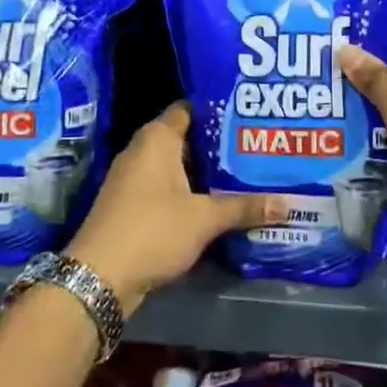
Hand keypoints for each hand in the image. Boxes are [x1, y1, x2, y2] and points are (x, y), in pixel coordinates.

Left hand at [68, 102, 285, 313]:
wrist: (99, 277)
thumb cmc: (152, 230)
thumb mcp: (204, 219)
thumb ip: (244, 207)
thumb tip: (287, 204)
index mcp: (157, 138)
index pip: (191, 108)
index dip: (219, 110)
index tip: (250, 115)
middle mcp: (143, 151)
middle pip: (188, 138)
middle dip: (220, 145)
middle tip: (258, 146)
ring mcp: (134, 179)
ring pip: (179, 167)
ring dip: (207, 173)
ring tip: (248, 173)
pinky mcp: (133, 205)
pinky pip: (169, 189)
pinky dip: (192, 193)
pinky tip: (220, 203)